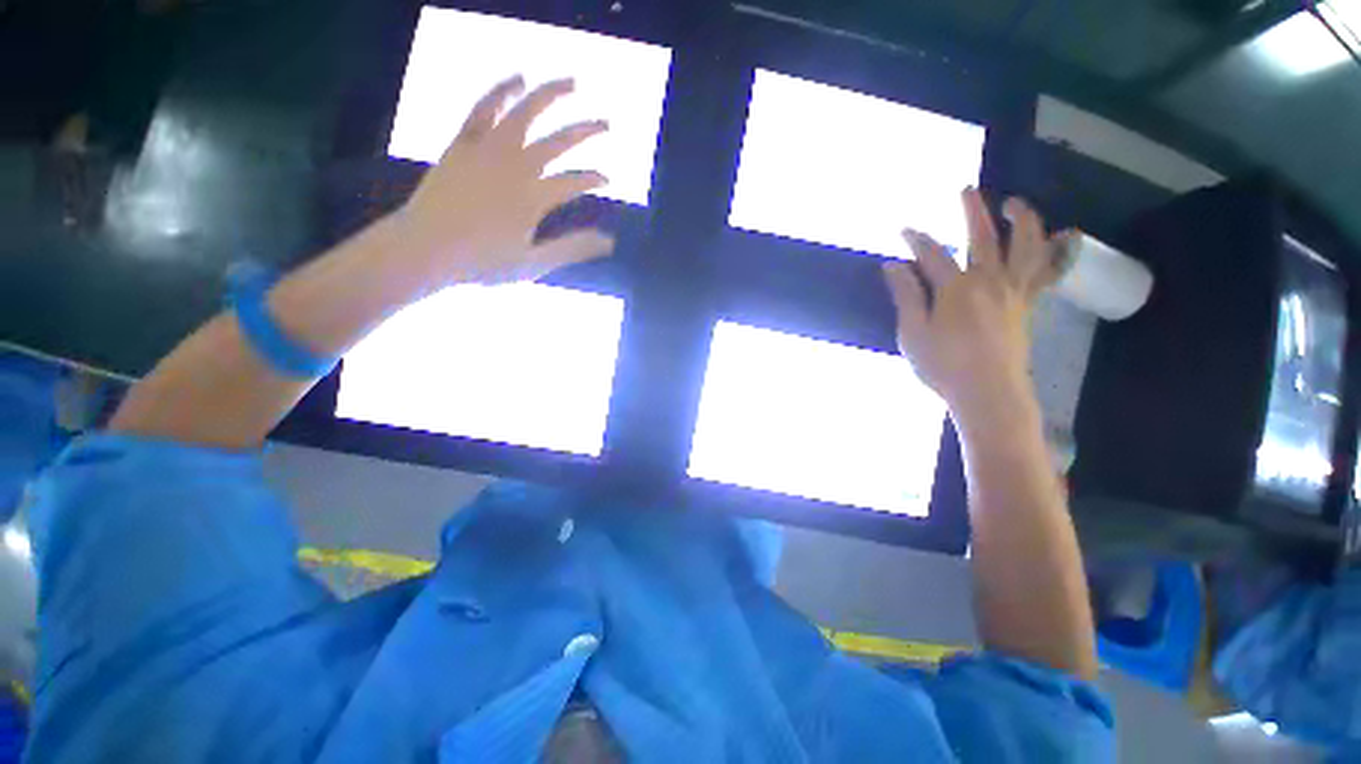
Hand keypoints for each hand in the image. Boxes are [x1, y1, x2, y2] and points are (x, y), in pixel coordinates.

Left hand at [397, 76, 614, 285]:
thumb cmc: (482, 262)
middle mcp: (515, 166)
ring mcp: (487, 150)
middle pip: (558, 140)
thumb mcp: (534, 264)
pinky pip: (483, 108)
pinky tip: (517, 79)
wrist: (423, 248)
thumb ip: (572, 249)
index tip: (607, 180)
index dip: (594, 178)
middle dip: (586, 131)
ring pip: (524, 112)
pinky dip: (502, 91)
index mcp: (533, 197)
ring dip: (549, 94)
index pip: (574, 181)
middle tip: (605, 124)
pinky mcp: (463, 143)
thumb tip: (610, 242)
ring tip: (570, 83)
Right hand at [883, 188, 1063, 420]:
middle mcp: (988, 281)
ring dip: (1021, 219)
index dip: (916, 240)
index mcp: (956, 289)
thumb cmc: (943, 365)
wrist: (987, 392)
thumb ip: (906, 296)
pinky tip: (1065, 237)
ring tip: (1013, 202)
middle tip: (967, 190)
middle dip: (972, 212)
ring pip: (1025, 246)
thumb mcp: (912, 332)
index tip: (904, 230)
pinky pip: (1046, 272)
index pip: (932, 254)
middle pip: (982, 237)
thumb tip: (893, 266)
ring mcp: (1012, 291)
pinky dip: (1057, 252)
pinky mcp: (1026, 305)